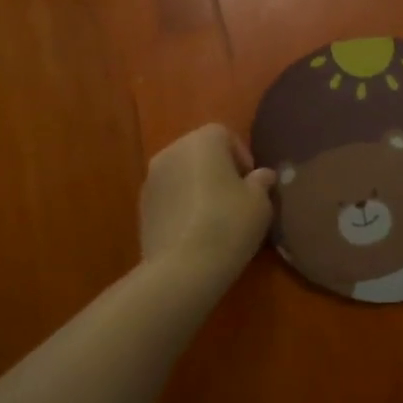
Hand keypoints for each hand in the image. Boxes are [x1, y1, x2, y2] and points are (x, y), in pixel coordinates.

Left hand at [139, 124, 276, 286]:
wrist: (182, 268)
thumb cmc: (228, 224)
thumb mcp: (259, 203)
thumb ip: (261, 182)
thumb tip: (262, 175)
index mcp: (202, 141)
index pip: (224, 135)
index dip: (241, 156)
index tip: (251, 183)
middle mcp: (172, 151)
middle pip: (199, 152)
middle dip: (218, 170)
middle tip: (236, 198)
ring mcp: (151, 179)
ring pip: (182, 174)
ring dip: (197, 187)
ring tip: (215, 217)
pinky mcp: (141, 207)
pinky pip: (169, 196)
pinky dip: (182, 205)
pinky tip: (195, 231)